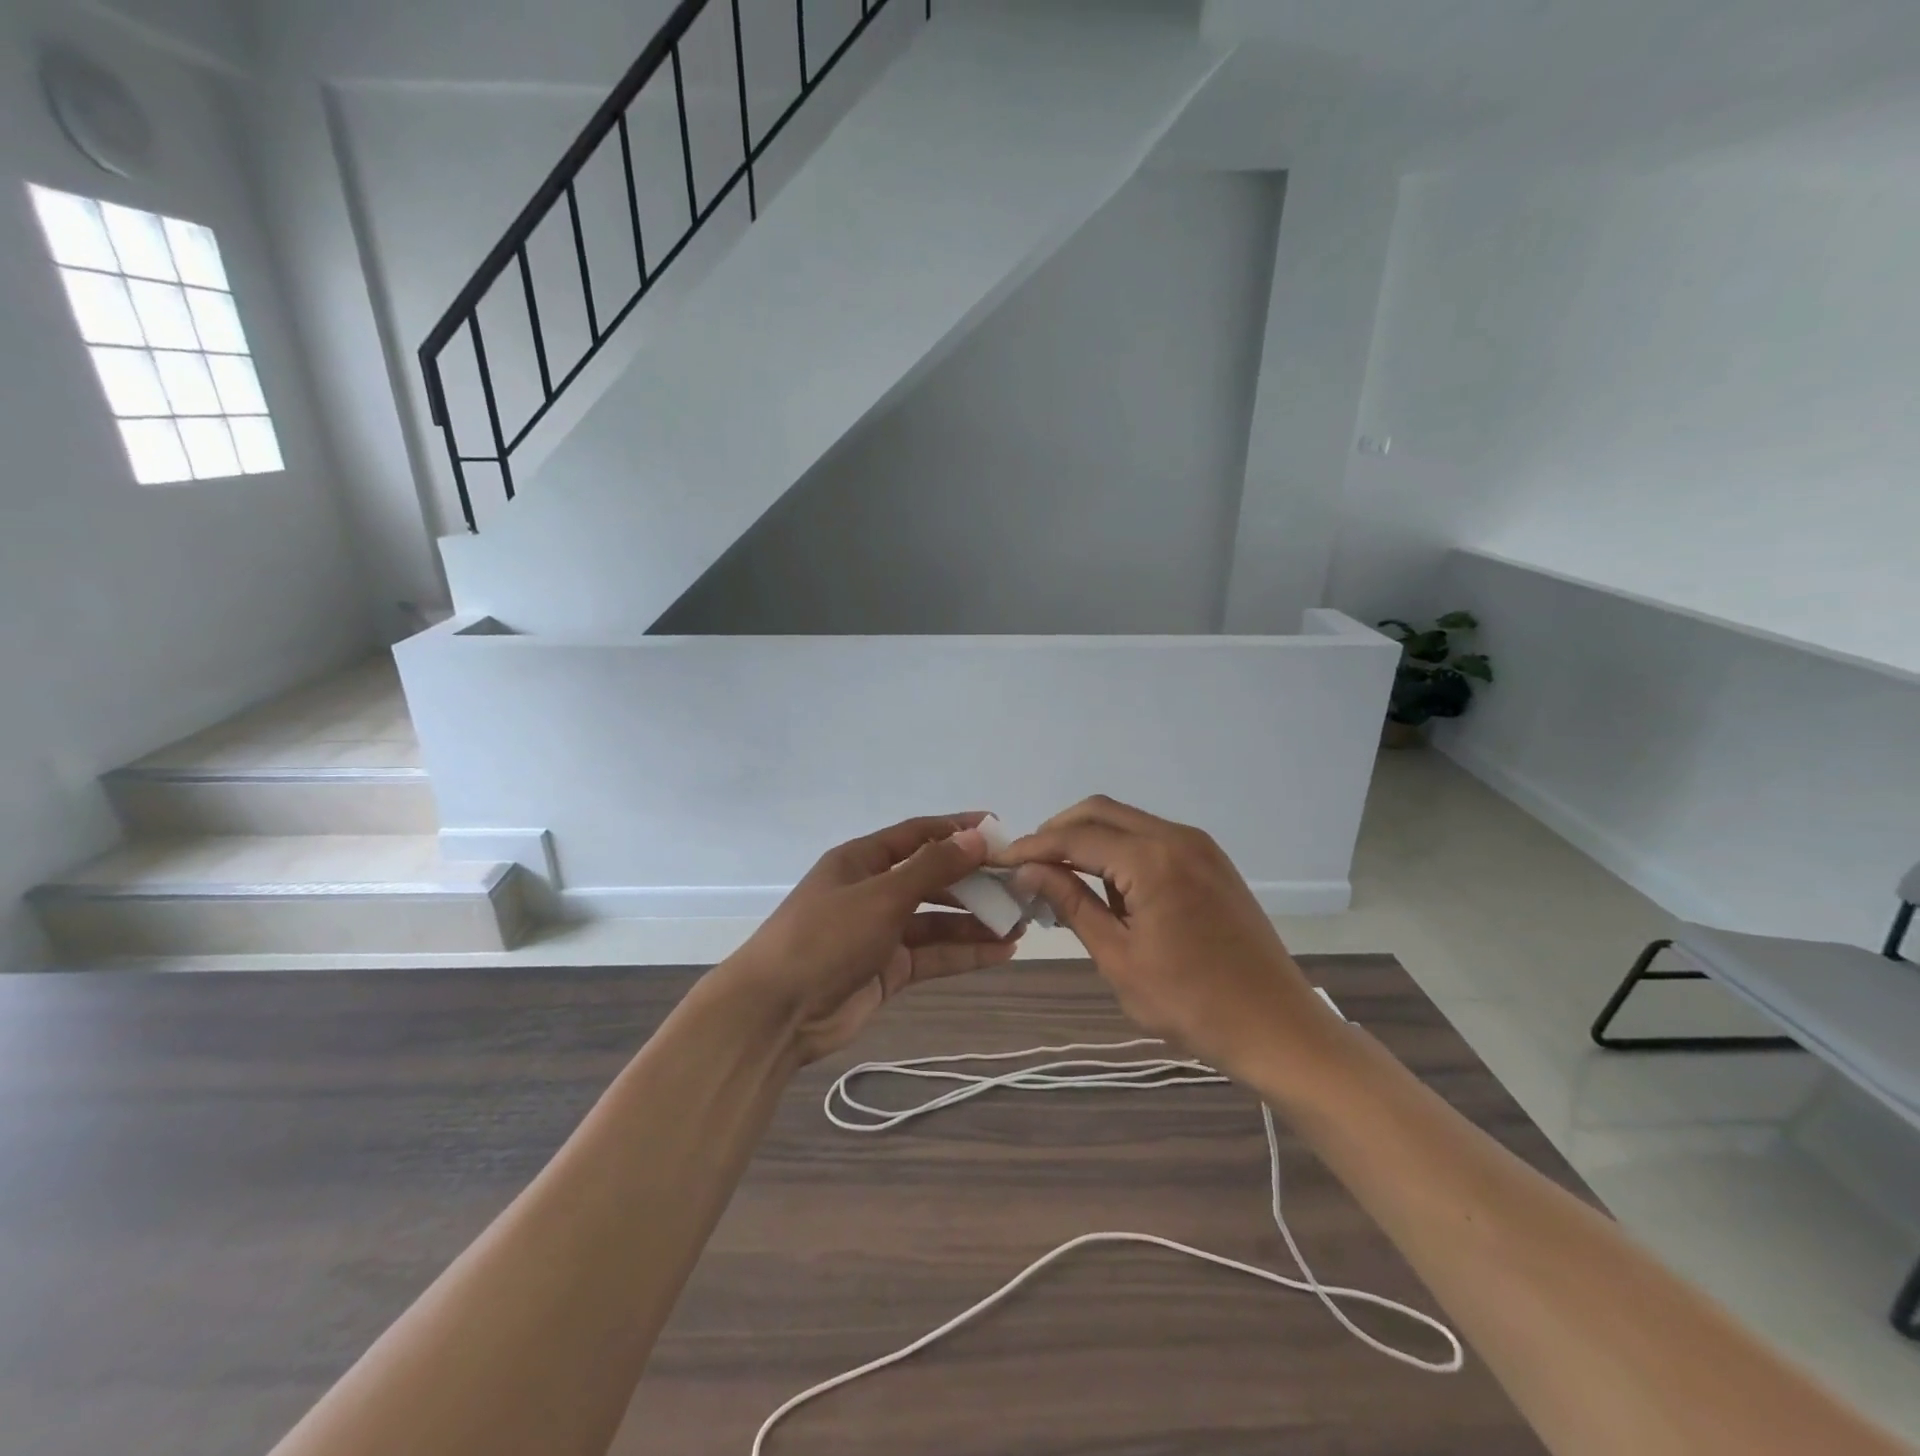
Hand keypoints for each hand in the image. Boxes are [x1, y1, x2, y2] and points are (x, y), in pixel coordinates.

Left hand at [715, 814, 1020, 1063]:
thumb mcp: (882, 895)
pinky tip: (1002, 952)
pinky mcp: (888, 970)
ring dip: (975, 921)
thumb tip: (977, 837)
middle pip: (932, 878)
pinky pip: (933, 954)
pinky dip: (965, 952)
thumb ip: (933, 868)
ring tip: (1020, 923)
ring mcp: (880, 932)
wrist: (776, 1012)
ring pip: (937, 920)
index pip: (918, 834)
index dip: (957, 829)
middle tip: (1019, 886)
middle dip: (974, 882)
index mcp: (862, 860)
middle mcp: (873, 891)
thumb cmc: (826, 937)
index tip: (999, 829)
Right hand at [999, 796, 1339, 1076]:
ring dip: (1090, 839)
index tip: (1002, 862)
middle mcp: (1176, 838)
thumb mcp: (1119, 957)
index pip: (1076, 837)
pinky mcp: (1212, 862)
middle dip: (1059, 831)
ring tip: (1060, 877)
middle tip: (1029, 864)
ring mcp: (1199, 846)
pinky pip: (1152, 839)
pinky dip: (1120, 850)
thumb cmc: (1191, 1003)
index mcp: (1152, 860)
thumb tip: (1027, 872)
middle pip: (1101, 812)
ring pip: (1128, 821)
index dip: (1034, 847)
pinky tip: (1107, 886)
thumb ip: (1072, 904)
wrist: (1277, 1027)